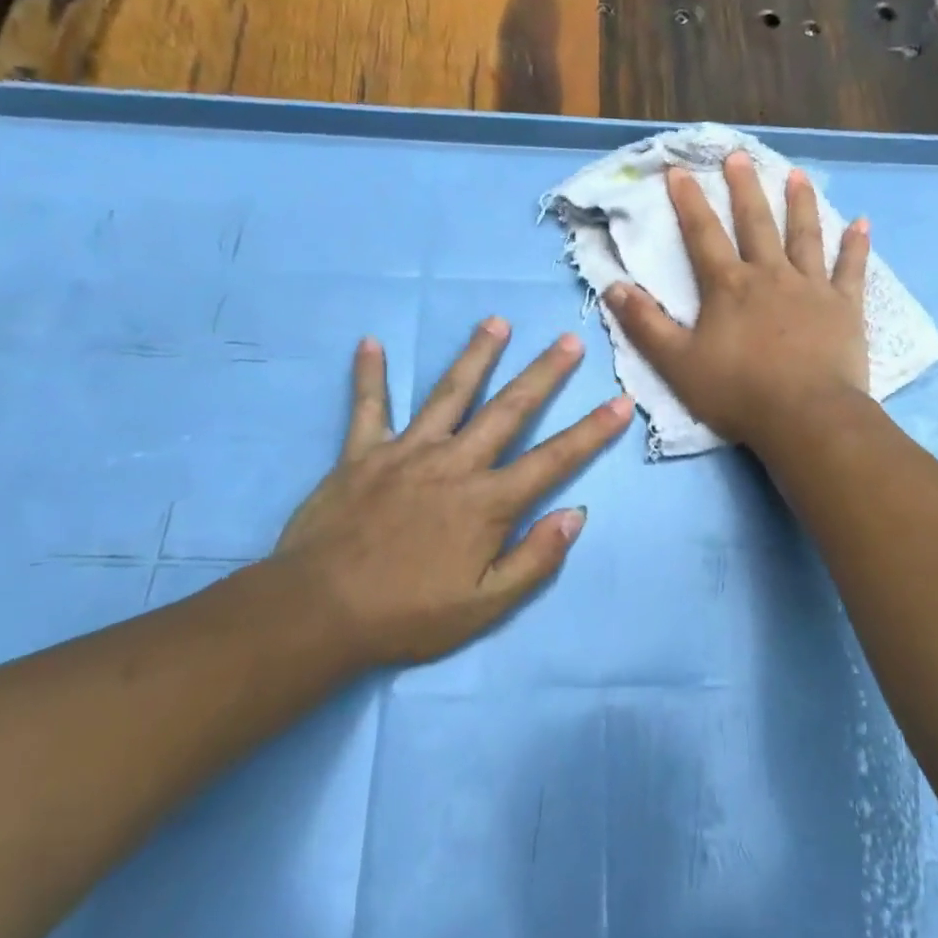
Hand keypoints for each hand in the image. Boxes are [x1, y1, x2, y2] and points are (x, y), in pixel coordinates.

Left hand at [271, 319, 632, 664]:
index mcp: (488, 502)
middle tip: (569, 341)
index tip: (621, 401)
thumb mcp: (485, 606)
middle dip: (544, 374)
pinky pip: (367, 408)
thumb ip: (535, 559)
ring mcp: (406, 453)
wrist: (317, 613)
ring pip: (449, 394)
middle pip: (508, 410)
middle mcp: (454, 464)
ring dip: (476, 356)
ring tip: (497, 323)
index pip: (554, 460)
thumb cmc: (408, 614)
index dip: (592, 431)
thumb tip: (576, 514)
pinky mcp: (361, 455)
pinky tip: (369, 342)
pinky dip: (368, 376)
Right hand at [605, 152, 870, 450]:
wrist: (805, 416)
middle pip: (756, 224)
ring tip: (796, 175)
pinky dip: (857, 246)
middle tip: (740, 156)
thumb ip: (645, 324)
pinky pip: (852, 270)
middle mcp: (770, 275)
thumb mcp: (677, 363)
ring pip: (805, 236)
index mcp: (729, 287)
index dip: (689, 202)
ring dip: (800, 203)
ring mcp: (812, 288)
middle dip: (744, 188)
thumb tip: (613, 286)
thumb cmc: (738, 392)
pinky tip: (863, 223)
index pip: (703, 235)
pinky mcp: (845, 307)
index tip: (680, 170)